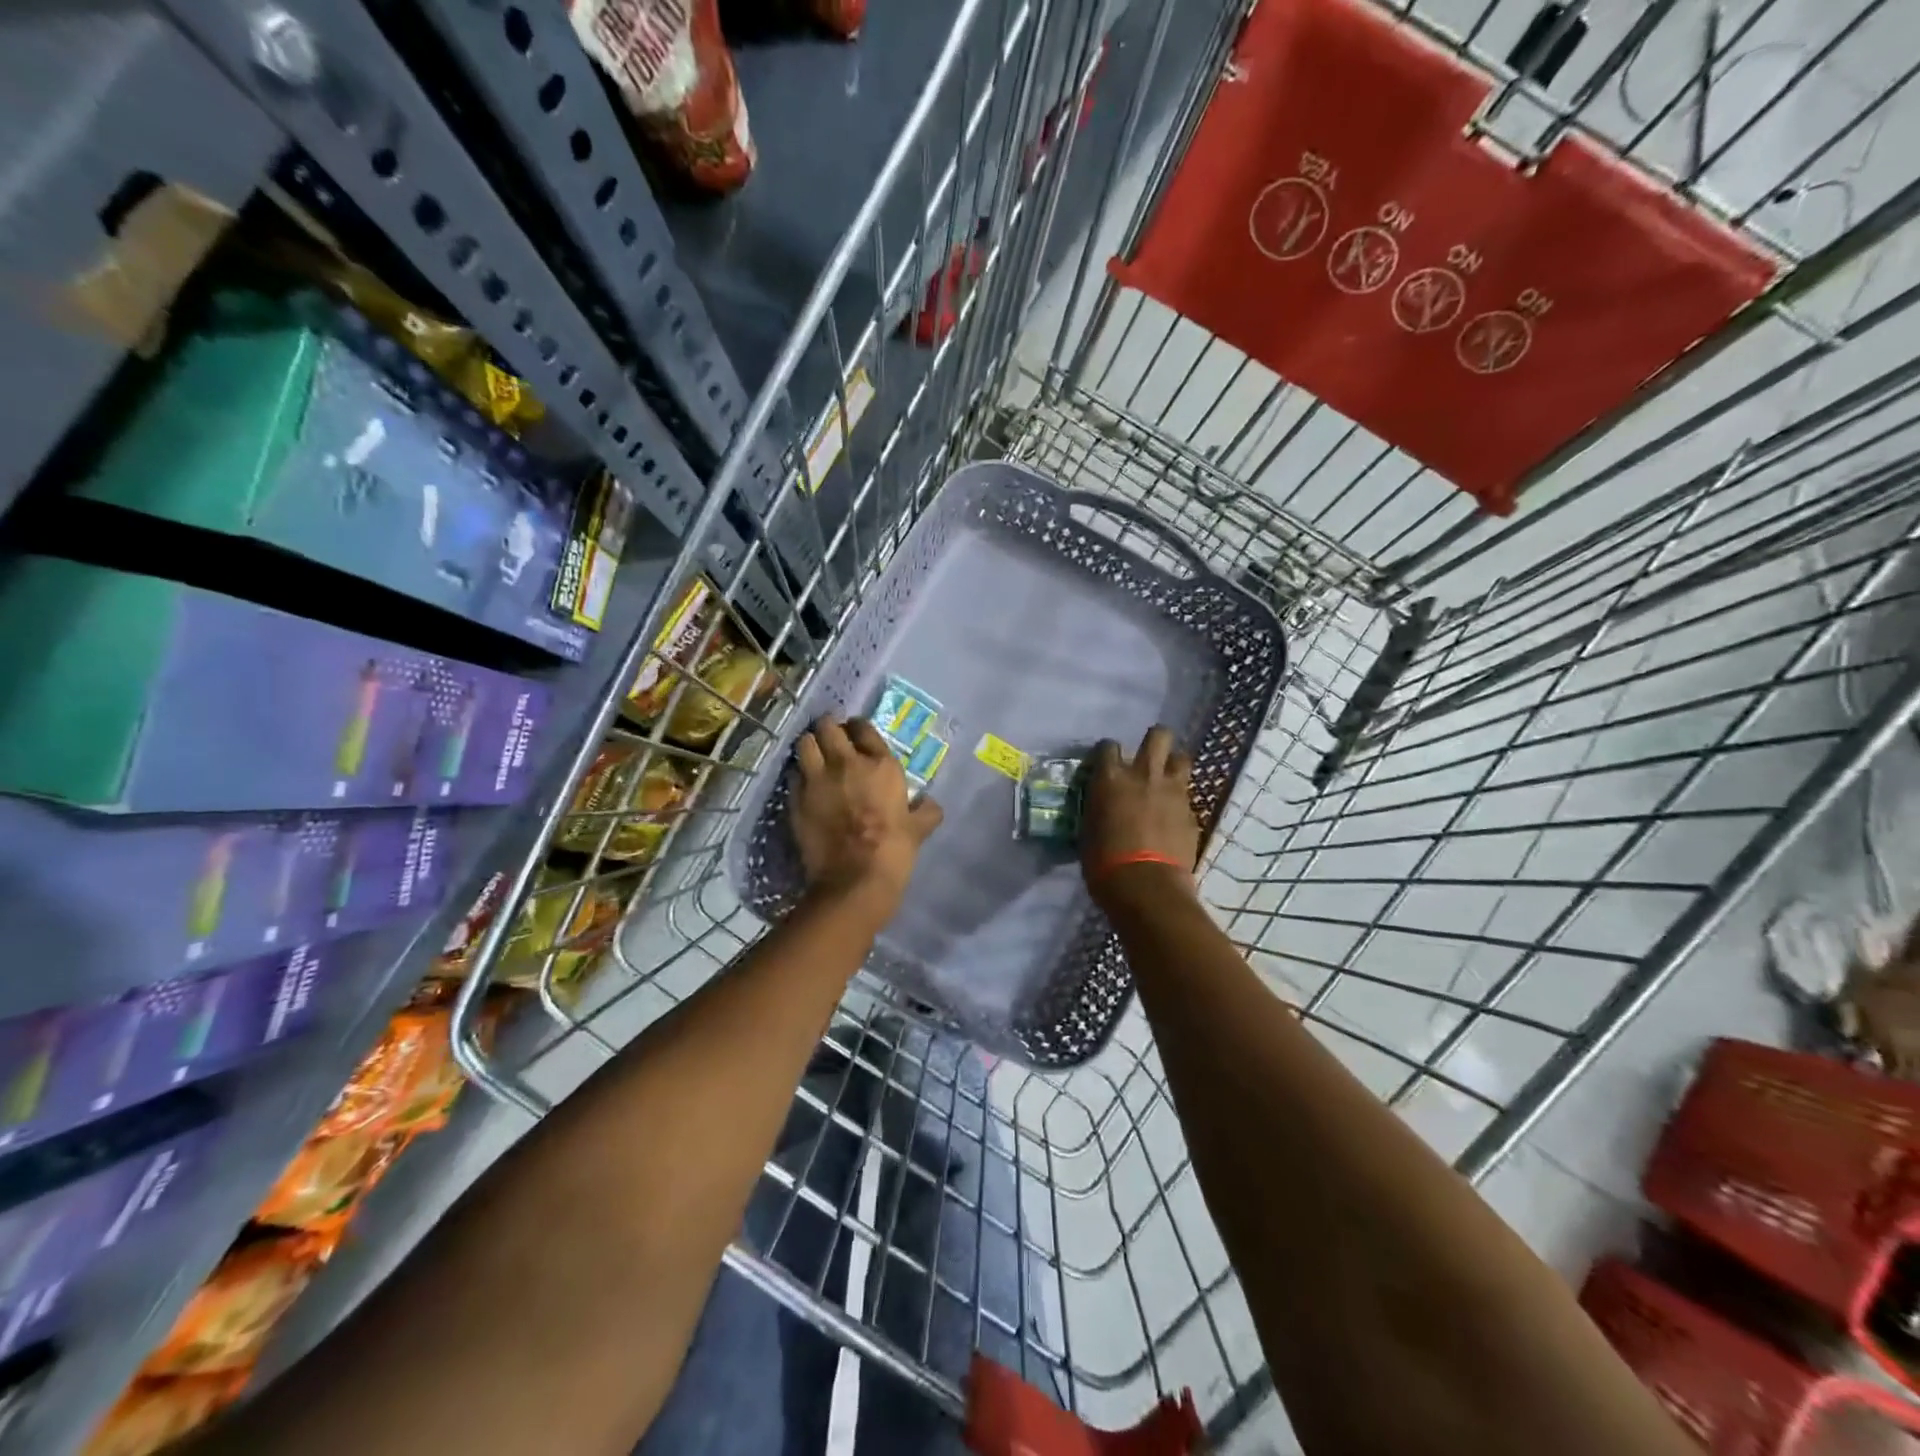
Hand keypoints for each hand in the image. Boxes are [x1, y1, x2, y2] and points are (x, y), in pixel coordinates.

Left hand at [792, 716, 942, 920]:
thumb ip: (926, 811)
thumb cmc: (893, 851)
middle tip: (832, 739)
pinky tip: (804, 784)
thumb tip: (929, 804)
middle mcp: (846, 762)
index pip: (863, 728)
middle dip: (829, 729)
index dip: (857, 728)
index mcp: (881, 765)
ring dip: (810, 745)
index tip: (855, 734)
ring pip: (805, 743)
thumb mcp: (919, 829)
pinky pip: (793, 774)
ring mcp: (817, 778)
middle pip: (828, 727)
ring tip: (814, 754)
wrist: (854, 879)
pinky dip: (798, 774)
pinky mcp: (796, 798)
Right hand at [1080, 726, 1199, 908]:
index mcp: (1111, 778)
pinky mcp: (1192, 812)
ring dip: (1173, 765)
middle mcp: (1144, 774)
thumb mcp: (1088, 830)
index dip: (1108, 752)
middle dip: (1155, 741)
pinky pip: (1187, 796)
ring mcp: (1173, 791)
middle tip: (1148, 757)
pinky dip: (1180, 802)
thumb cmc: (1104, 863)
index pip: (1108, 746)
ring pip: (1182, 758)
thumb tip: (1103, 806)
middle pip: (1158, 735)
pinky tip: (1173, 818)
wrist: (1146, 887)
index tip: (1107, 763)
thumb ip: (1099, 808)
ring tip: (1166, 781)